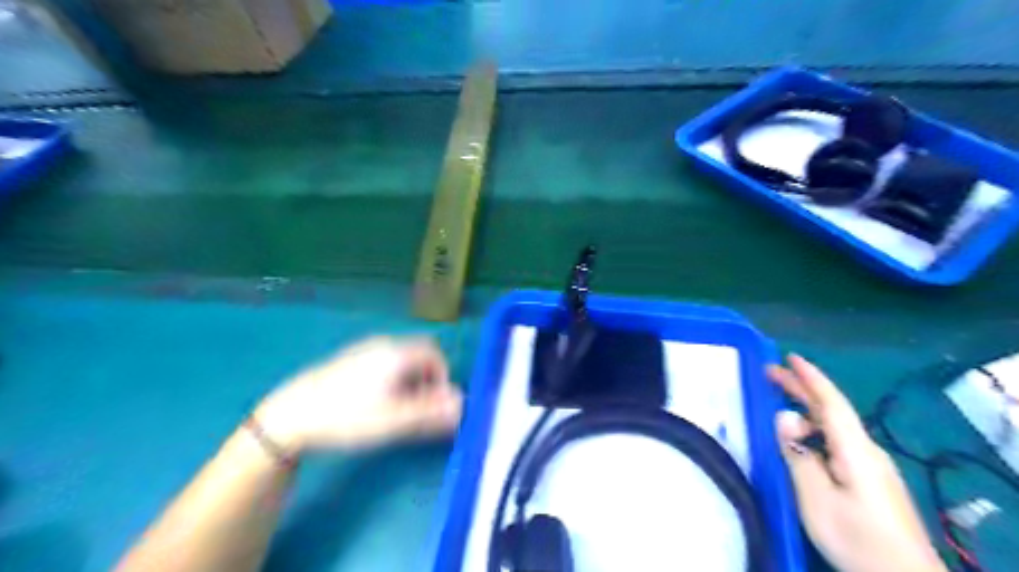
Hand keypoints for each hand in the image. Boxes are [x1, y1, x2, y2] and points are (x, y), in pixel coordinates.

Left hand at [255, 337, 461, 452]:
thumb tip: (462, 404)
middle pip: (419, 354)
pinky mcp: (349, 359)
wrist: (291, 414)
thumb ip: (432, 413)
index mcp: (397, 353)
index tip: (434, 404)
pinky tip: (375, 401)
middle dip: (427, 379)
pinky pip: (384, 362)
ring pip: (401, 359)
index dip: (442, 378)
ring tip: (397, 408)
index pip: (435, 355)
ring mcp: (364, 349)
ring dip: (410, 380)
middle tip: (418, 407)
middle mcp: (383, 345)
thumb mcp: (394, 420)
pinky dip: (392, 378)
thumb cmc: (348, 416)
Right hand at [769, 352, 952, 571]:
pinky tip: (802, 440)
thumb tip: (784, 415)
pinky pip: (837, 443)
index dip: (810, 377)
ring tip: (779, 406)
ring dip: (806, 411)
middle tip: (771, 373)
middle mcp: (866, 451)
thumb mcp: (816, 498)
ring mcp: (871, 467)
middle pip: (832, 411)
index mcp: (855, 450)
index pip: (831, 402)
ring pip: (835, 428)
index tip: (789, 357)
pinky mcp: (871, 482)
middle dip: (802, 389)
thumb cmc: (855, 537)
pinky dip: (815, 430)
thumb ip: (799, 454)